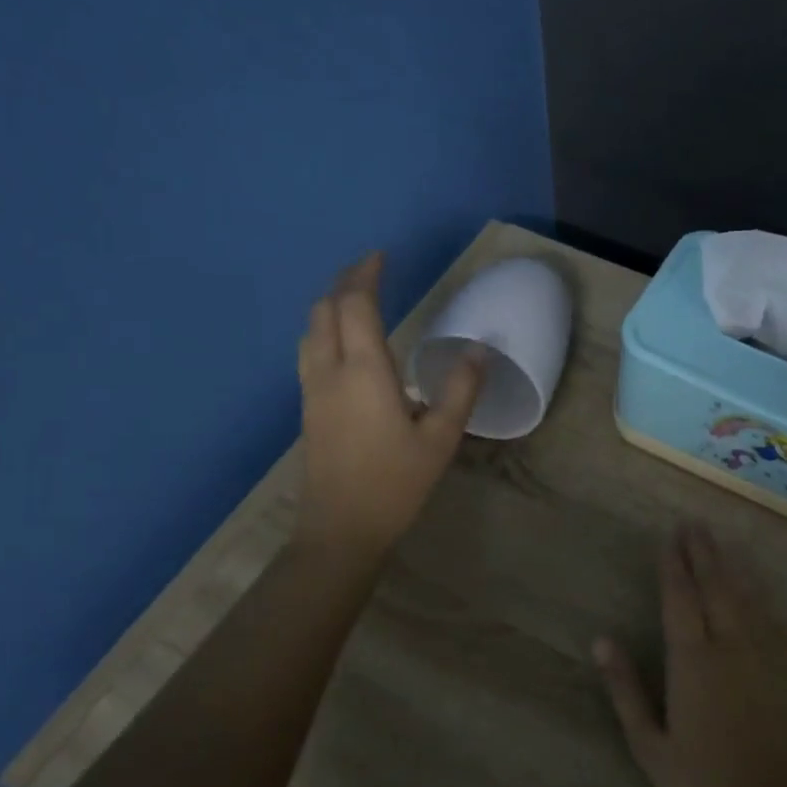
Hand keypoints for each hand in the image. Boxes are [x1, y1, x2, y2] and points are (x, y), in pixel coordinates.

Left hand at [295, 253, 482, 560]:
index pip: (355, 304)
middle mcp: (330, 372)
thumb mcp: (440, 439)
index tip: (382, 256)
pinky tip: (346, 344)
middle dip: (345, 283)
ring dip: (331, 305)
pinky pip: (310, 351)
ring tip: (358, 299)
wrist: (340, 530)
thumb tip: (478, 348)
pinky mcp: (307, 408)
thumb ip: (460, 390)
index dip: (366, 274)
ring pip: (311, 330)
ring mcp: (312, 390)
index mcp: (363, 372)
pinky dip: (326, 329)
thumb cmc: (395, 484)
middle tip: (372, 271)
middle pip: (325, 310)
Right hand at [594, 524, 786, 786]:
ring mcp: (762, 654)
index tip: (669, 537)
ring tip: (719, 540)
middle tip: (693, 523)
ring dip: (729, 564)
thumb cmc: (703, 784)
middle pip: (714, 585)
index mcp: (692, 660)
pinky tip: (753, 583)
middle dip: (702, 552)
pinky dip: (756, 592)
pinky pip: (768, 616)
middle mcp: (728, 645)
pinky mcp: (786, 668)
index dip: (673, 565)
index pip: (680, 598)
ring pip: (743, 595)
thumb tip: (601, 640)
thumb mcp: (649, 744)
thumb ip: (625, 689)